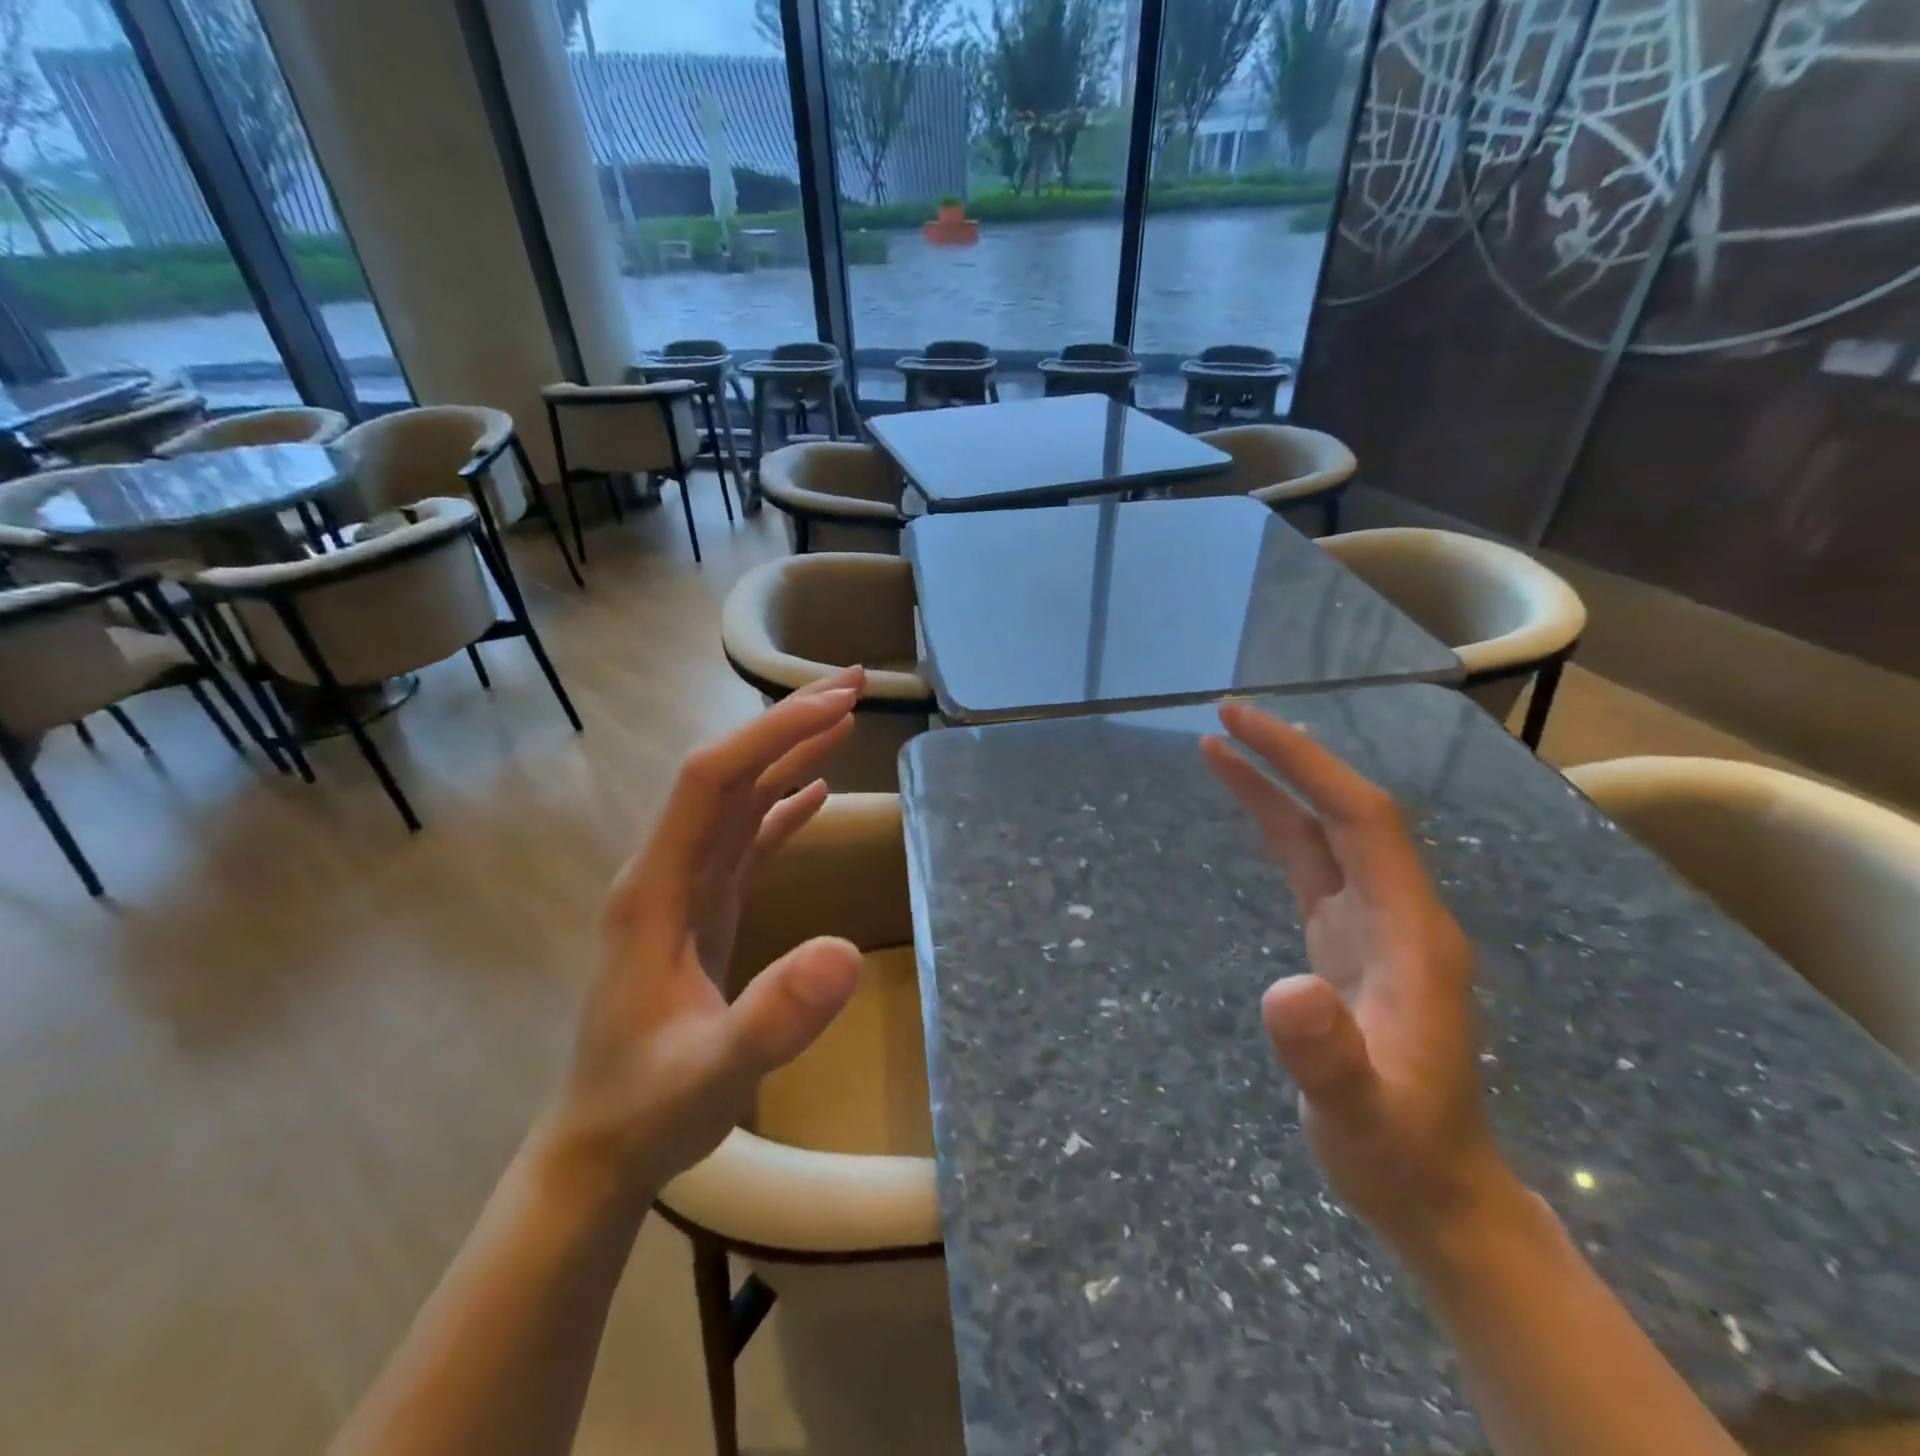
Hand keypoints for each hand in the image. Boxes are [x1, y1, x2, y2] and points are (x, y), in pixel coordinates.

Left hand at [539, 671, 869, 1210]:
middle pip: (729, 772)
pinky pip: (748, 839)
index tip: (837, 703)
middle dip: (789, 723)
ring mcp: (686, 890)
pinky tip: (816, 791)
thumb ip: (773, 1018)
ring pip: (741, 799)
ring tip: (844, 717)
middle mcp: (668, 872)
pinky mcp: (705, 911)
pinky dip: (784, 806)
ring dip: (790, 753)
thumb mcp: (712, 1072)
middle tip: (854, 686)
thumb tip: (847, 953)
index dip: (773, 734)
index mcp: (656, 887)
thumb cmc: (647, 1109)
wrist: (600, 1147)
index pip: (713, 780)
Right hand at [1201, 702, 1517, 1256]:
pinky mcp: (1347, 939)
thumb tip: (1284, 991)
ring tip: (1218, 747)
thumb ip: (1327, 1057)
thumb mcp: (1358, 1116)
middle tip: (1224, 715)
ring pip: (1326, 832)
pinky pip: (1311, 864)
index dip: (1305, 765)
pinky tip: (1249, 810)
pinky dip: (1276, 826)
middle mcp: (1398, 913)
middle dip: (1289, 757)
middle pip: (1346, 810)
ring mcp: (1374, 925)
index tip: (1242, 727)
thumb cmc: (1398, 1153)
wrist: (1435, 1190)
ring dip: (1277, 784)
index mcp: (1411, 933)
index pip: (1361, 820)